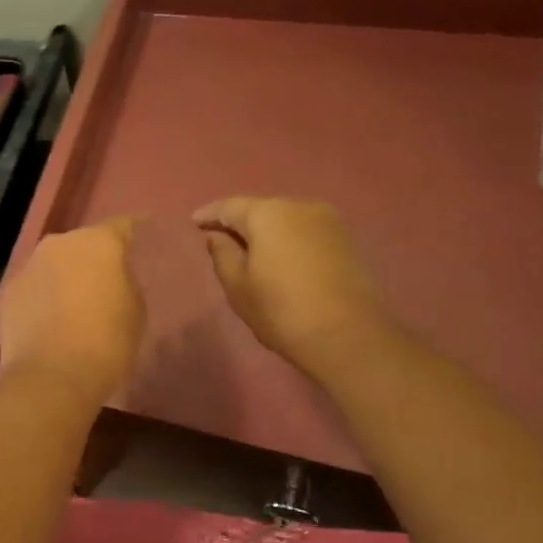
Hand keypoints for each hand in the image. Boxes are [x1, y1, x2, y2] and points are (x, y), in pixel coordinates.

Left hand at [0, 217, 145, 405]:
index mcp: (98, 242)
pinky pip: (35, 287)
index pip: (122, 226)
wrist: (51, 375)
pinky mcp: (9, 291)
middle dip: (94, 257)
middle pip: (82, 244)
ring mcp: (29, 266)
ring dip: (65, 276)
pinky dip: (44, 296)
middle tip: (106, 277)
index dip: (133, 229)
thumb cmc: (106, 341)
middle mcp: (59, 244)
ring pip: (54, 264)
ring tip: (76, 300)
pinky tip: (50, 317)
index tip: (142, 230)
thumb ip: (125, 283)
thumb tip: (111, 279)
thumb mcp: (135, 310)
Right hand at [193, 197, 389, 374]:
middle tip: (220, 235)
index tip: (195, 221)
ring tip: (249, 247)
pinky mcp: (345, 239)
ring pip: (285, 218)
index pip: (230, 206)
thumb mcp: (238, 285)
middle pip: (260, 208)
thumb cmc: (281, 310)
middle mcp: (299, 206)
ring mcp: (328, 221)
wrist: (347, 335)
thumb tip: (218, 236)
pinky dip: (287, 238)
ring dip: (265, 229)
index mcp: (268, 214)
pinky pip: (304, 230)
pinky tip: (278, 254)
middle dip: (239, 220)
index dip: (210, 214)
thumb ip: (222, 254)